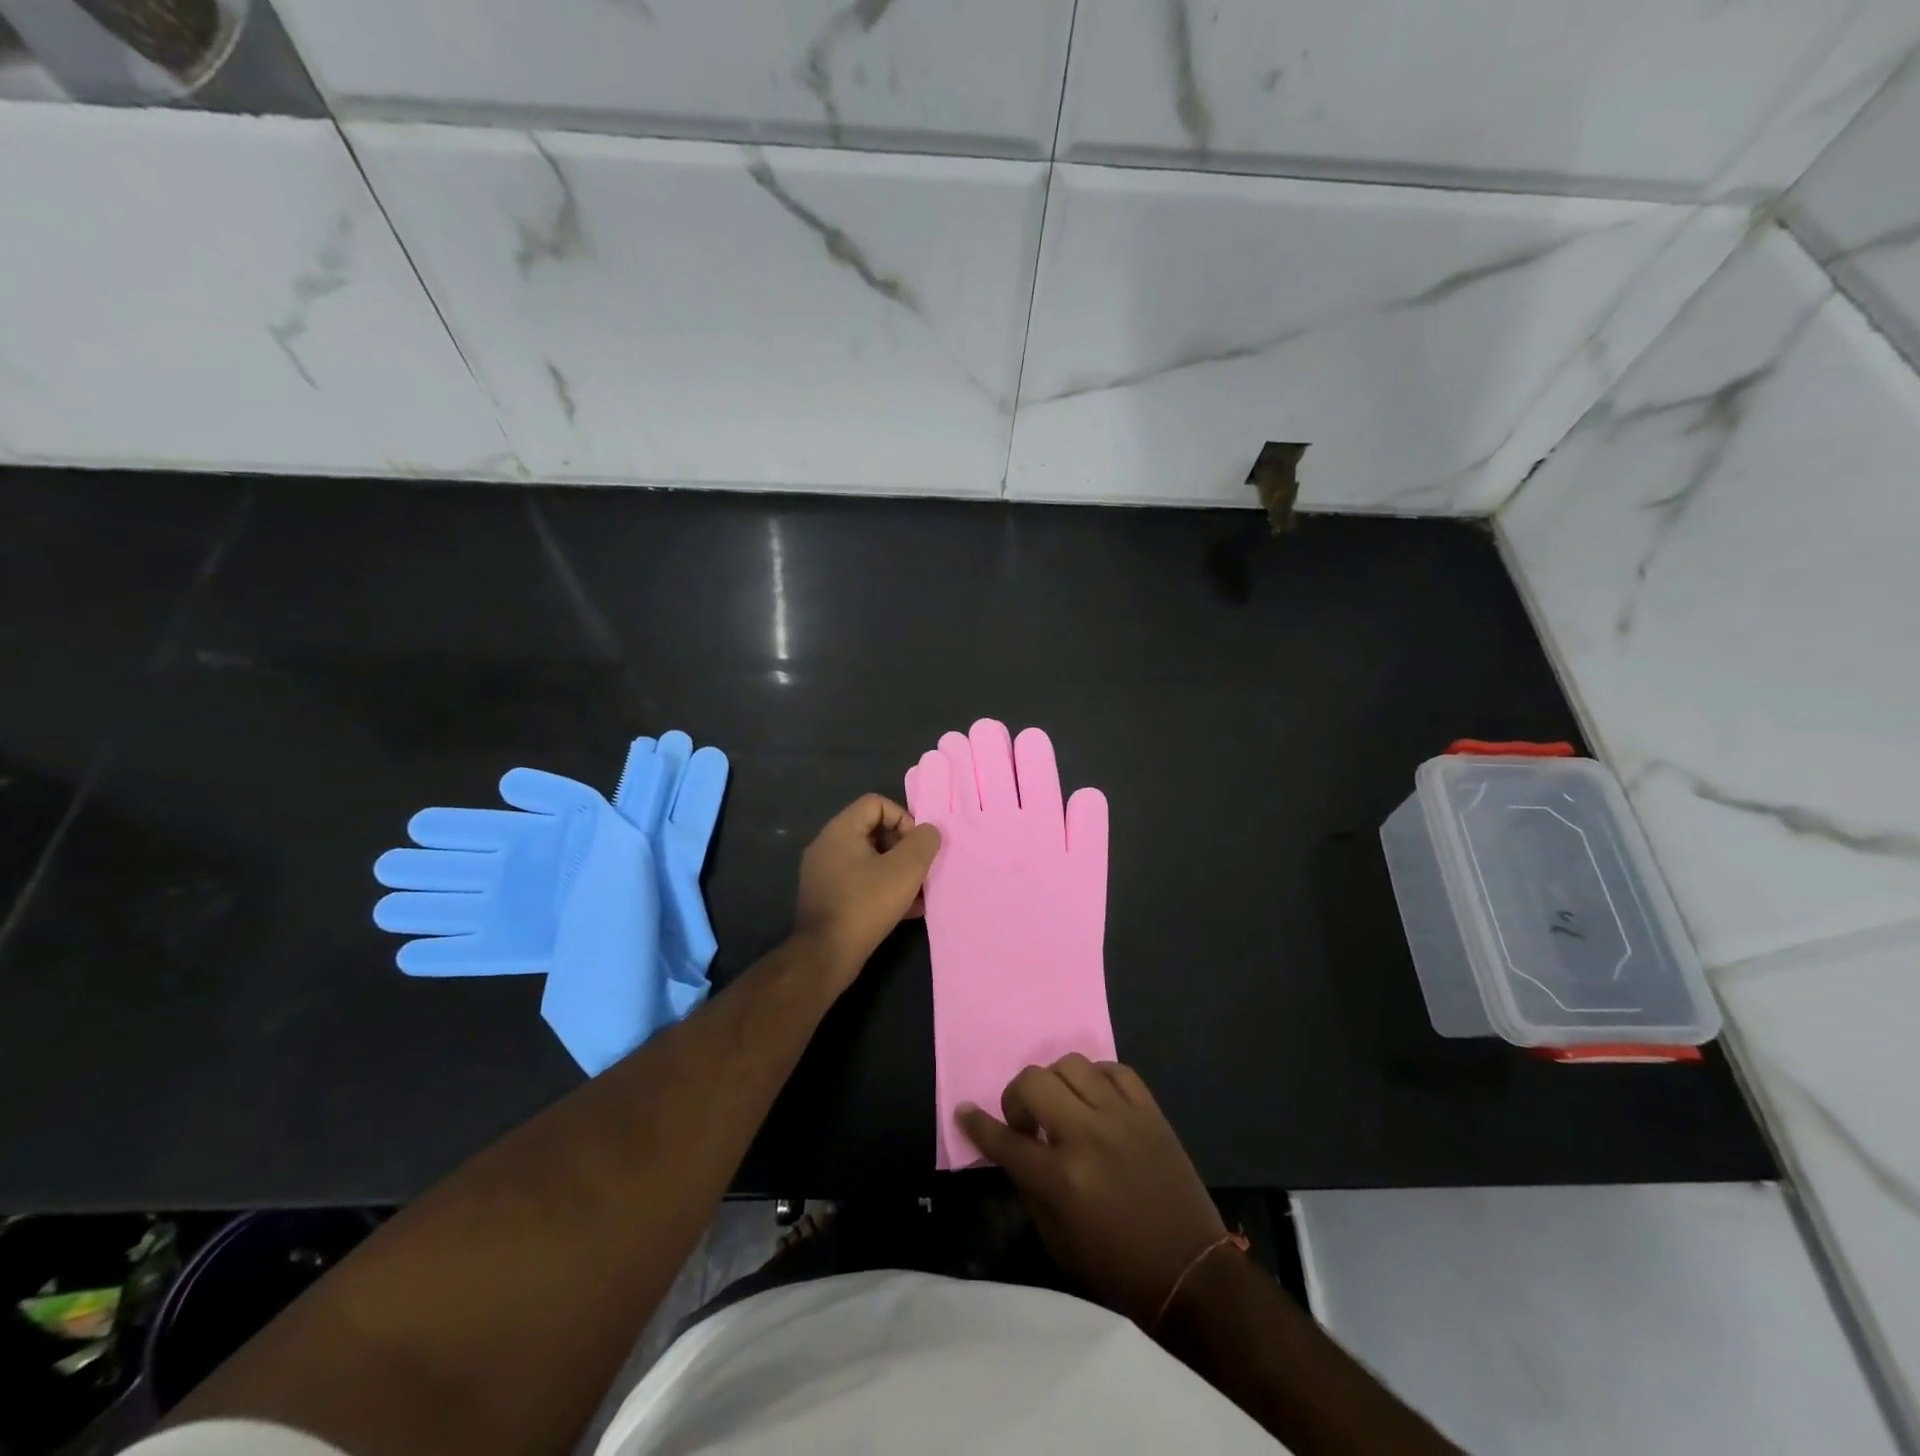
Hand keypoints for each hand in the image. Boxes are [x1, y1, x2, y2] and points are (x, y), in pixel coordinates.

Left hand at [793, 794, 940, 989]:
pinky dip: (883, 889)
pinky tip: (907, 911)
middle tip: (920, 870)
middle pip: (873, 830)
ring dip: (897, 871)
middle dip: (903, 848)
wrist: (825, 955)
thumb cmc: (866, 904)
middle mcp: (827, 845)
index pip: (876, 802)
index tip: (917, 846)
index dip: (903, 818)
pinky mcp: (827, 897)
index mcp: (840, 830)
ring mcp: (824, 873)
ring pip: (869, 860)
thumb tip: (929, 832)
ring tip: (919, 893)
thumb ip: (923, 843)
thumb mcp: (905, 870)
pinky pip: (860, 882)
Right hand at [959, 1056, 1226, 1326]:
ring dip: (1055, 1083)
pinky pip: (1115, 1069)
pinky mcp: (1150, 1111)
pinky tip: (1095, 1099)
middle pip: (1034, 1082)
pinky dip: (1097, 1078)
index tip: (964, 1111)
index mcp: (1061, 1178)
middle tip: (1026, 1121)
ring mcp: (1122, 1117)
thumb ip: (1030, 1188)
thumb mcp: (1057, 1241)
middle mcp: (1087, 1136)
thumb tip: (1015, 1150)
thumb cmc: (1117, 1267)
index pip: (1004, 1140)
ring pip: (1071, 1064)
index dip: (978, 1124)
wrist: (1190, 1271)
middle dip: (1016, 1097)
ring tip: (1062, 1107)